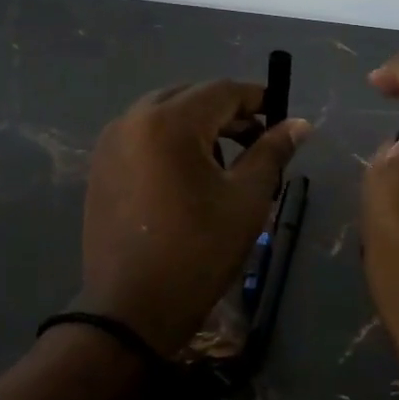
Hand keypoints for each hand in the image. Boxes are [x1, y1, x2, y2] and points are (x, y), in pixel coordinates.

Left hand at [80, 81, 309, 357]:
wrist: (132, 308)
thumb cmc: (199, 252)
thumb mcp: (246, 200)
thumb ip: (271, 152)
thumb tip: (298, 124)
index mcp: (169, 123)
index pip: (222, 91)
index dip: (257, 98)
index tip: (281, 117)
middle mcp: (132, 120)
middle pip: (190, 96)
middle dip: (227, 112)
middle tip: (257, 140)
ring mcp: (110, 143)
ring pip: (163, 114)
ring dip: (198, 126)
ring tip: (224, 162)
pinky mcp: (100, 167)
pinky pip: (142, 136)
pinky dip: (170, 142)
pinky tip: (188, 176)